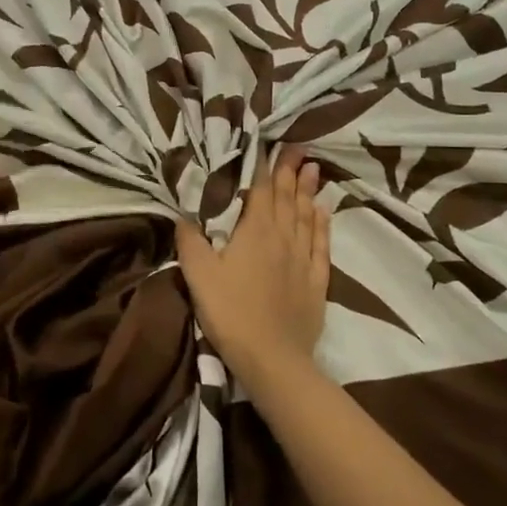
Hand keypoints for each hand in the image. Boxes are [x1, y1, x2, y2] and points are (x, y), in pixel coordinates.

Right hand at [176, 147, 330, 381]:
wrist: (272, 359)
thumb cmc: (230, 312)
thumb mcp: (198, 275)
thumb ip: (190, 241)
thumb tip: (183, 215)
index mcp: (256, 231)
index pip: (262, 191)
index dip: (265, 167)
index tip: (271, 146)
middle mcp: (284, 238)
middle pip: (288, 199)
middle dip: (291, 172)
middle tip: (298, 150)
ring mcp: (303, 260)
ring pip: (307, 217)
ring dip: (309, 192)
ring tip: (313, 170)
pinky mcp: (317, 282)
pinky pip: (322, 245)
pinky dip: (323, 225)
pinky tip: (324, 213)